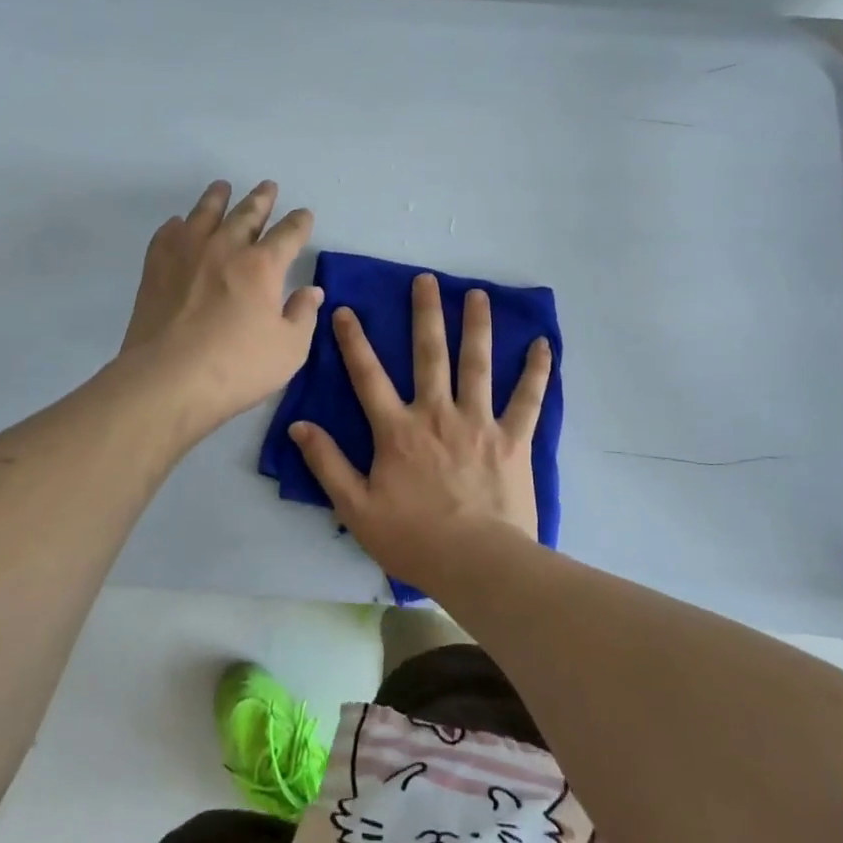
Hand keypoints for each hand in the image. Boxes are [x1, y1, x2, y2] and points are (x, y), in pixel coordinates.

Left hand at [120, 180, 322, 427]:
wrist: (166, 380)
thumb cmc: (236, 368)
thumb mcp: (288, 350)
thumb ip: (303, 316)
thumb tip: (311, 291)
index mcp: (262, 266)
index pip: (288, 234)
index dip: (299, 223)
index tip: (304, 215)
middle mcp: (225, 248)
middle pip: (247, 214)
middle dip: (262, 199)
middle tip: (268, 186)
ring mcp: (186, 254)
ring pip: (205, 214)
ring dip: (218, 198)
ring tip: (222, 187)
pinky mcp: (156, 268)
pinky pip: (168, 234)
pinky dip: (178, 225)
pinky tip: (179, 224)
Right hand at [290, 272, 551, 594]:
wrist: (477, 564)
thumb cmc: (413, 539)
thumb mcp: (356, 507)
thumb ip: (327, 464)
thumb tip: (299, 426)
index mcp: (398, 430)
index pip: (368, 376)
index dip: (353, 341)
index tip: (344, 309)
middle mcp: (437, 414)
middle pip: (429, 354)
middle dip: (426, 314)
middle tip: (427, 279)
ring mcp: (479, 422)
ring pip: (477, 364)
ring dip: (476, 326)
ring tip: (477, 294)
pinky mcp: (513, 439)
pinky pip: (528, 399)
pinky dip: (536, 371)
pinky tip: (542, 344)